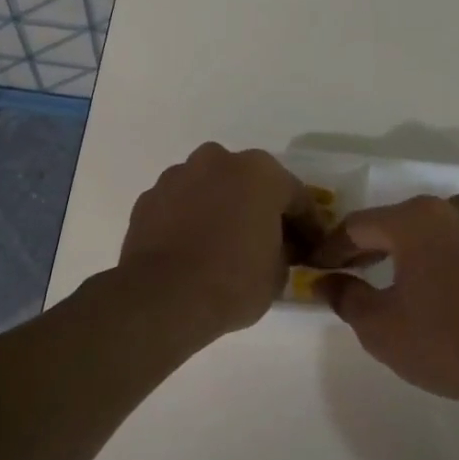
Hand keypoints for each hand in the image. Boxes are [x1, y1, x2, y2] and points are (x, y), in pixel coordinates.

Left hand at [118, 143, 322, 339]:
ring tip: (222, 245)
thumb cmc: (233, 281)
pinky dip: (189, 220)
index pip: (296, 197)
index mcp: (260, 172)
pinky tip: (192, 249)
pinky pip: (180, 205)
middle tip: (266, 241)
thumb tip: (277, 247)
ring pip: (210, 188)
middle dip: (259, 208)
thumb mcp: (278, 274)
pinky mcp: (148, 197)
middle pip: (249, 183)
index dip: (307, 225)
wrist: (162, 298)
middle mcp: (218, 161)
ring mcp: (178, 175)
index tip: (310, 248)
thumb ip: (283, 250)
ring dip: (220, 208)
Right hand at [315, 194, 458, 412]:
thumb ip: (344, 296)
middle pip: (397, 223)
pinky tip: (441, 291)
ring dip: (409, 252)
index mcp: (416, 219)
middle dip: (369, 248)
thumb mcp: (380, 327)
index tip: (314, 268)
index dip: (330, 248)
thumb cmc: (447, 343)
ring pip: (433, 232)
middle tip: (348, 273)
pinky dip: (444, 260)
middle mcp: (453, 208)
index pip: (357, 226)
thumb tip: (325, 280)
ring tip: (394, 282)